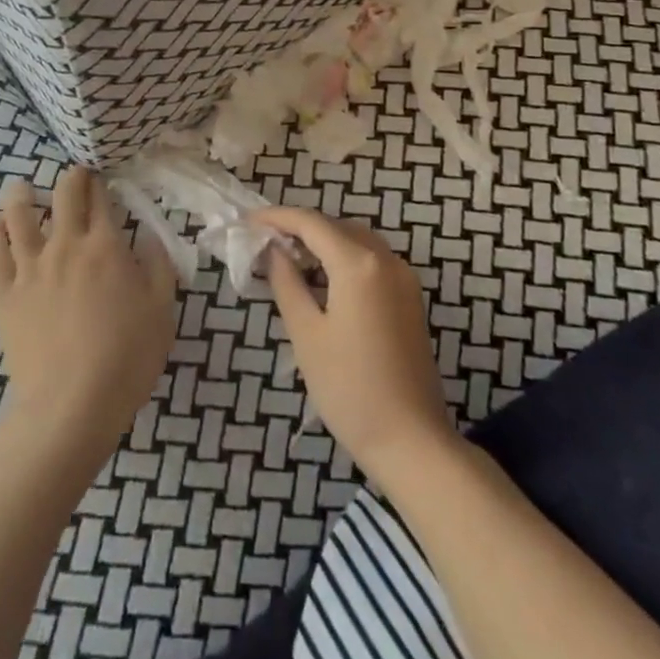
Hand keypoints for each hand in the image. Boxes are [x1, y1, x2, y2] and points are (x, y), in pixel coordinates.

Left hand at [0, 167, 177, 464]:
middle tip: (73, 176)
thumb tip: (151, 236)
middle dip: (70, 178)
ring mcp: (30, 268)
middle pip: (63, 196)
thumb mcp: (161, 311)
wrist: (71, 405)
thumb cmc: (126, 358)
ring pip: (20, 217)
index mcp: (105, 247)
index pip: (101, 199)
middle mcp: (65, 245)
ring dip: (22, 196)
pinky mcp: (5, 295)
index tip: (101, 176)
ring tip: (21, 188)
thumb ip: (158, 266)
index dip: (101, 182)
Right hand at [258, 206, 458, 483]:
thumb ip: (286, 282)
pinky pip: (372, 261)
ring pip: (356, 241)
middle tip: (265, 242)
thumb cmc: (349, 387)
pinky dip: (344, 259)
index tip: (248, 220)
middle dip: (300, 228)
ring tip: (289, 259)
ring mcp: (404, 279)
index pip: (311, 222)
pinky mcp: (410, 299)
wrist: (411, 441)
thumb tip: (274, 251)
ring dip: (323, 242)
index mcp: (358, 263)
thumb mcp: (306, 333)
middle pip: (336, 226)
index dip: (277, 217)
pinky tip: (322, 281)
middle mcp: (386, 259)